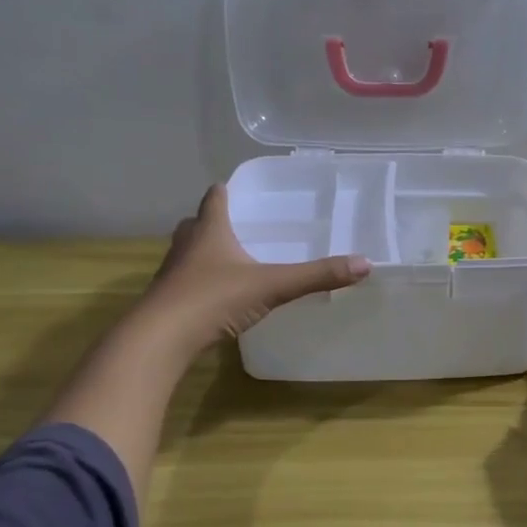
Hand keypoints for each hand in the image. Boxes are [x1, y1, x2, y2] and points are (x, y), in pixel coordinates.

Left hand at [137, 184, 370, 358]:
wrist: (161, 338)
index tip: (236, 188)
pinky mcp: (167, 301)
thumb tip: (365, 264)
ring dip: (204, 253)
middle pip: (196, 224)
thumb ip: (316, 276)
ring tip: (229, 260)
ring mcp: (172, 274)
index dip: (225, 191)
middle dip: (213, 222)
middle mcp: (187, 246)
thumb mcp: (272, 286)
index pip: (215, 199)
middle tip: (237, 226)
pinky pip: (185, 283)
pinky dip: (199, 283)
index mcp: (209, 231)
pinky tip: (216, 296)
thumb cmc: (214, 299)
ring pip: (187, 253)